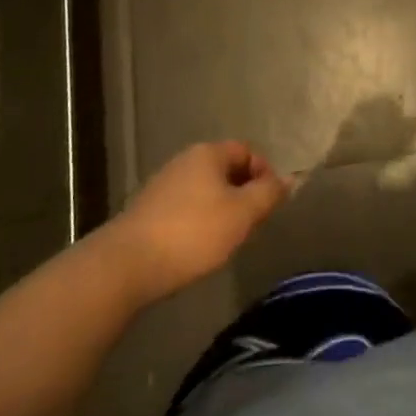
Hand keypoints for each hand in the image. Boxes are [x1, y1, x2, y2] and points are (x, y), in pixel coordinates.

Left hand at [102, 141, 288, 305]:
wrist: (126, 265)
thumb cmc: (193, 233)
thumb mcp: (242, 213)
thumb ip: (269, 193)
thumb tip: (289, 179)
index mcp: (208, 153)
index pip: (247, 151)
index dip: (265, 173)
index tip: (270, 204)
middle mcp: (185, 160)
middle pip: (226, 169)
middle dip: (243, 193)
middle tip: (252, 224)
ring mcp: (163, 184)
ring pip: (205, 190)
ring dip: (221, 209)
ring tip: (227, 239)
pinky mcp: (147, 211)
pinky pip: (185, 208)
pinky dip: (198, 222)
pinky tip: (198, 247)